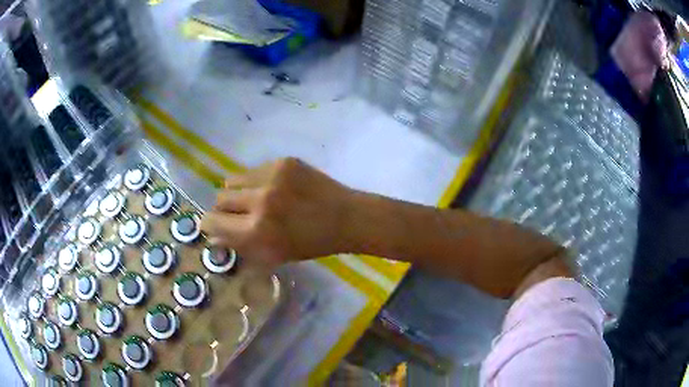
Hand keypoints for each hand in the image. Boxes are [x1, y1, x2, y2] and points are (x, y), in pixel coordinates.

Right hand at [201, 158, 354, 266]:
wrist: (345, 218)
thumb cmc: (310, 244)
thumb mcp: (273, 255)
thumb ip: (240, 246)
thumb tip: (213, 235)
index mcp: (256, 231)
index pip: (212, 222)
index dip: (209, 224)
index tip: (213, 224)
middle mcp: (259, 201)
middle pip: (219, 198)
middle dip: (224, 209)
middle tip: (238, 214)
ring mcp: (271, 176)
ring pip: (232, 180)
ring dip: (237, 192)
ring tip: (254, 198)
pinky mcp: (283, 161)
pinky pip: (253, 170)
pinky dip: (256, 181)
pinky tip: (275, 188)